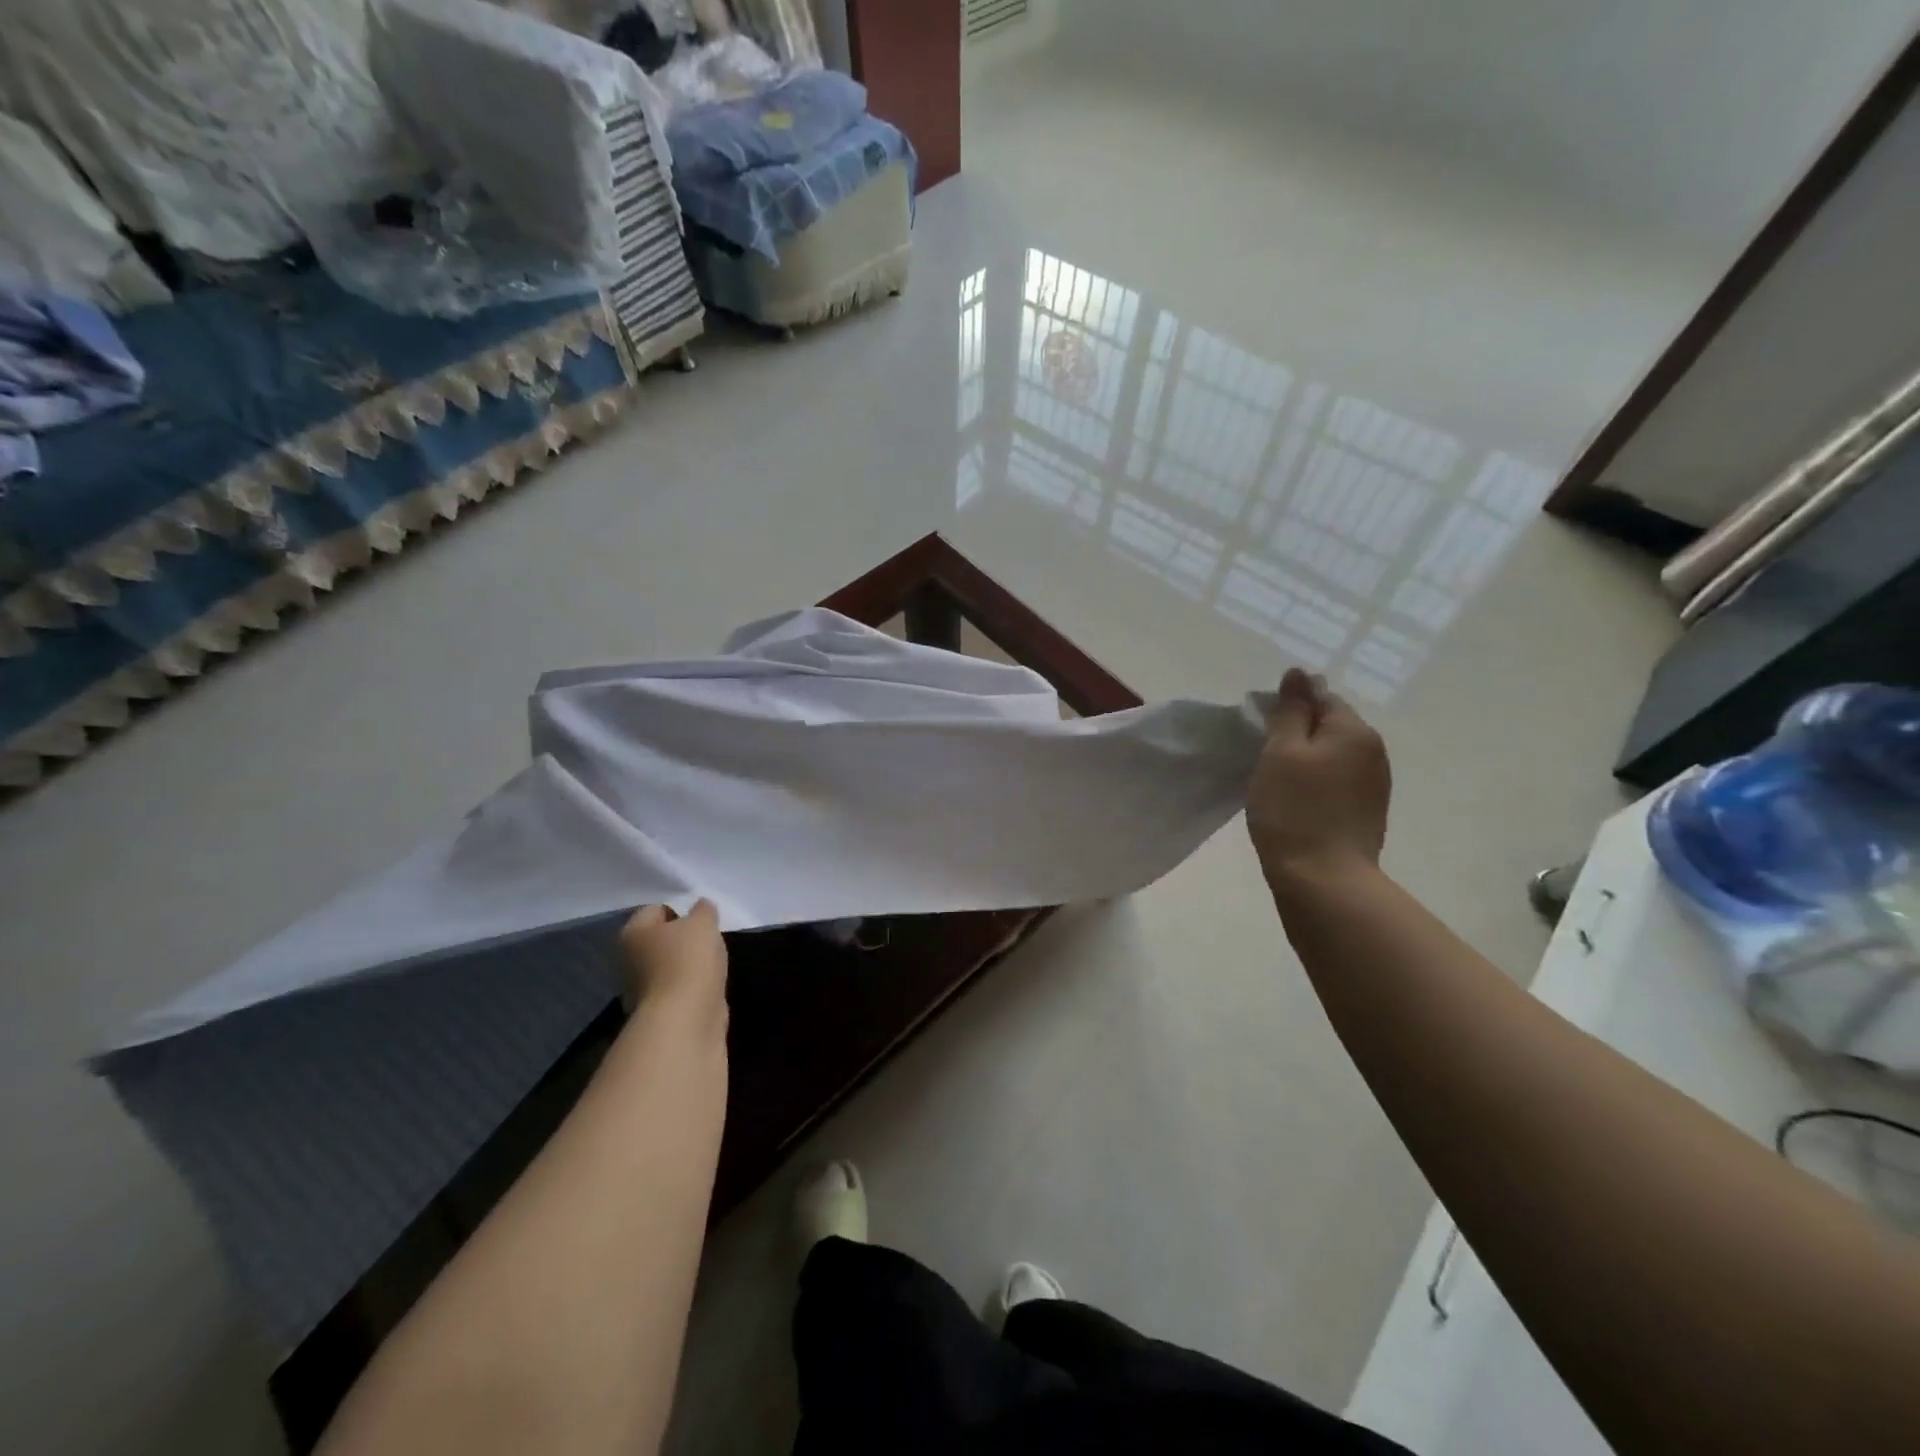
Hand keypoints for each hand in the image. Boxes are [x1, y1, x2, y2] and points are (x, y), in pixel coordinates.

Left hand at [619, 900, 727, 1031]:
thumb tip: (701, 908)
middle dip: (683, 939)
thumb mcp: (703, 923)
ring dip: (688, 964)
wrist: (685, 1019)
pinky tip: (708, 986)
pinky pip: (677, 988)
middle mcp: (629, 959)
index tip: (702, 920)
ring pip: (669, 965)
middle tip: (708, 940)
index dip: (680, 910)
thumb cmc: (689, 960)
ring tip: (712, 964)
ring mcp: (641, 988)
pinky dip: (692, 987)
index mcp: (633, 932)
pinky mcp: (658, 1011)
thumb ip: (703, 910)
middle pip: (660, 939)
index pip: (655, 909)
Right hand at [1247, 668, 1390, 881]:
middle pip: (1330, 726)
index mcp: (1354, 730)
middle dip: (1298, 733)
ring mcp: (1374, 785)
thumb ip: (1290, 710)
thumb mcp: (1282, 752)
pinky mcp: (1367, 813)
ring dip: (1307, 760)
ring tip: (1277, 781)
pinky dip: (1316, 784)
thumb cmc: (1294, 810)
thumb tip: (1298, 673)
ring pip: (1334, 755)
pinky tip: (1296, 802)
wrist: (1323, 879)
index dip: (1288, 707)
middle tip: (1263, 756)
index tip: (1260, 729)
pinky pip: (1337, 782)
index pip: (1321, 697)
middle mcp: (1374, 751)